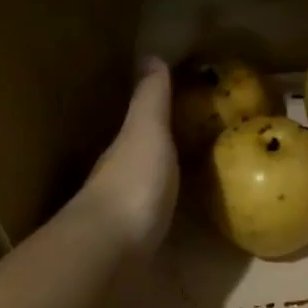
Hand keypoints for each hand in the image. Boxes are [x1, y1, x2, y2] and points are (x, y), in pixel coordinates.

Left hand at [75, 58, 178, 267]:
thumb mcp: (146, 131)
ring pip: (145, 191)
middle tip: (197, 145)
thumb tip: (149, 55)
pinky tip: (183, 221)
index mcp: (122, 149)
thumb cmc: (132, 183)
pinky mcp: (134, 249)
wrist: (110, 252)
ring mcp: (122, 218)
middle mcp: (116, 180)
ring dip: (163, 185)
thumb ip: (150, 99)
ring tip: (196, 182)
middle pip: (140, 159)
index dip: (158, 116)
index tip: (186, 108)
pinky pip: (154, 222)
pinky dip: (166, 215)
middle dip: (162, 152)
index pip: (138, 126)